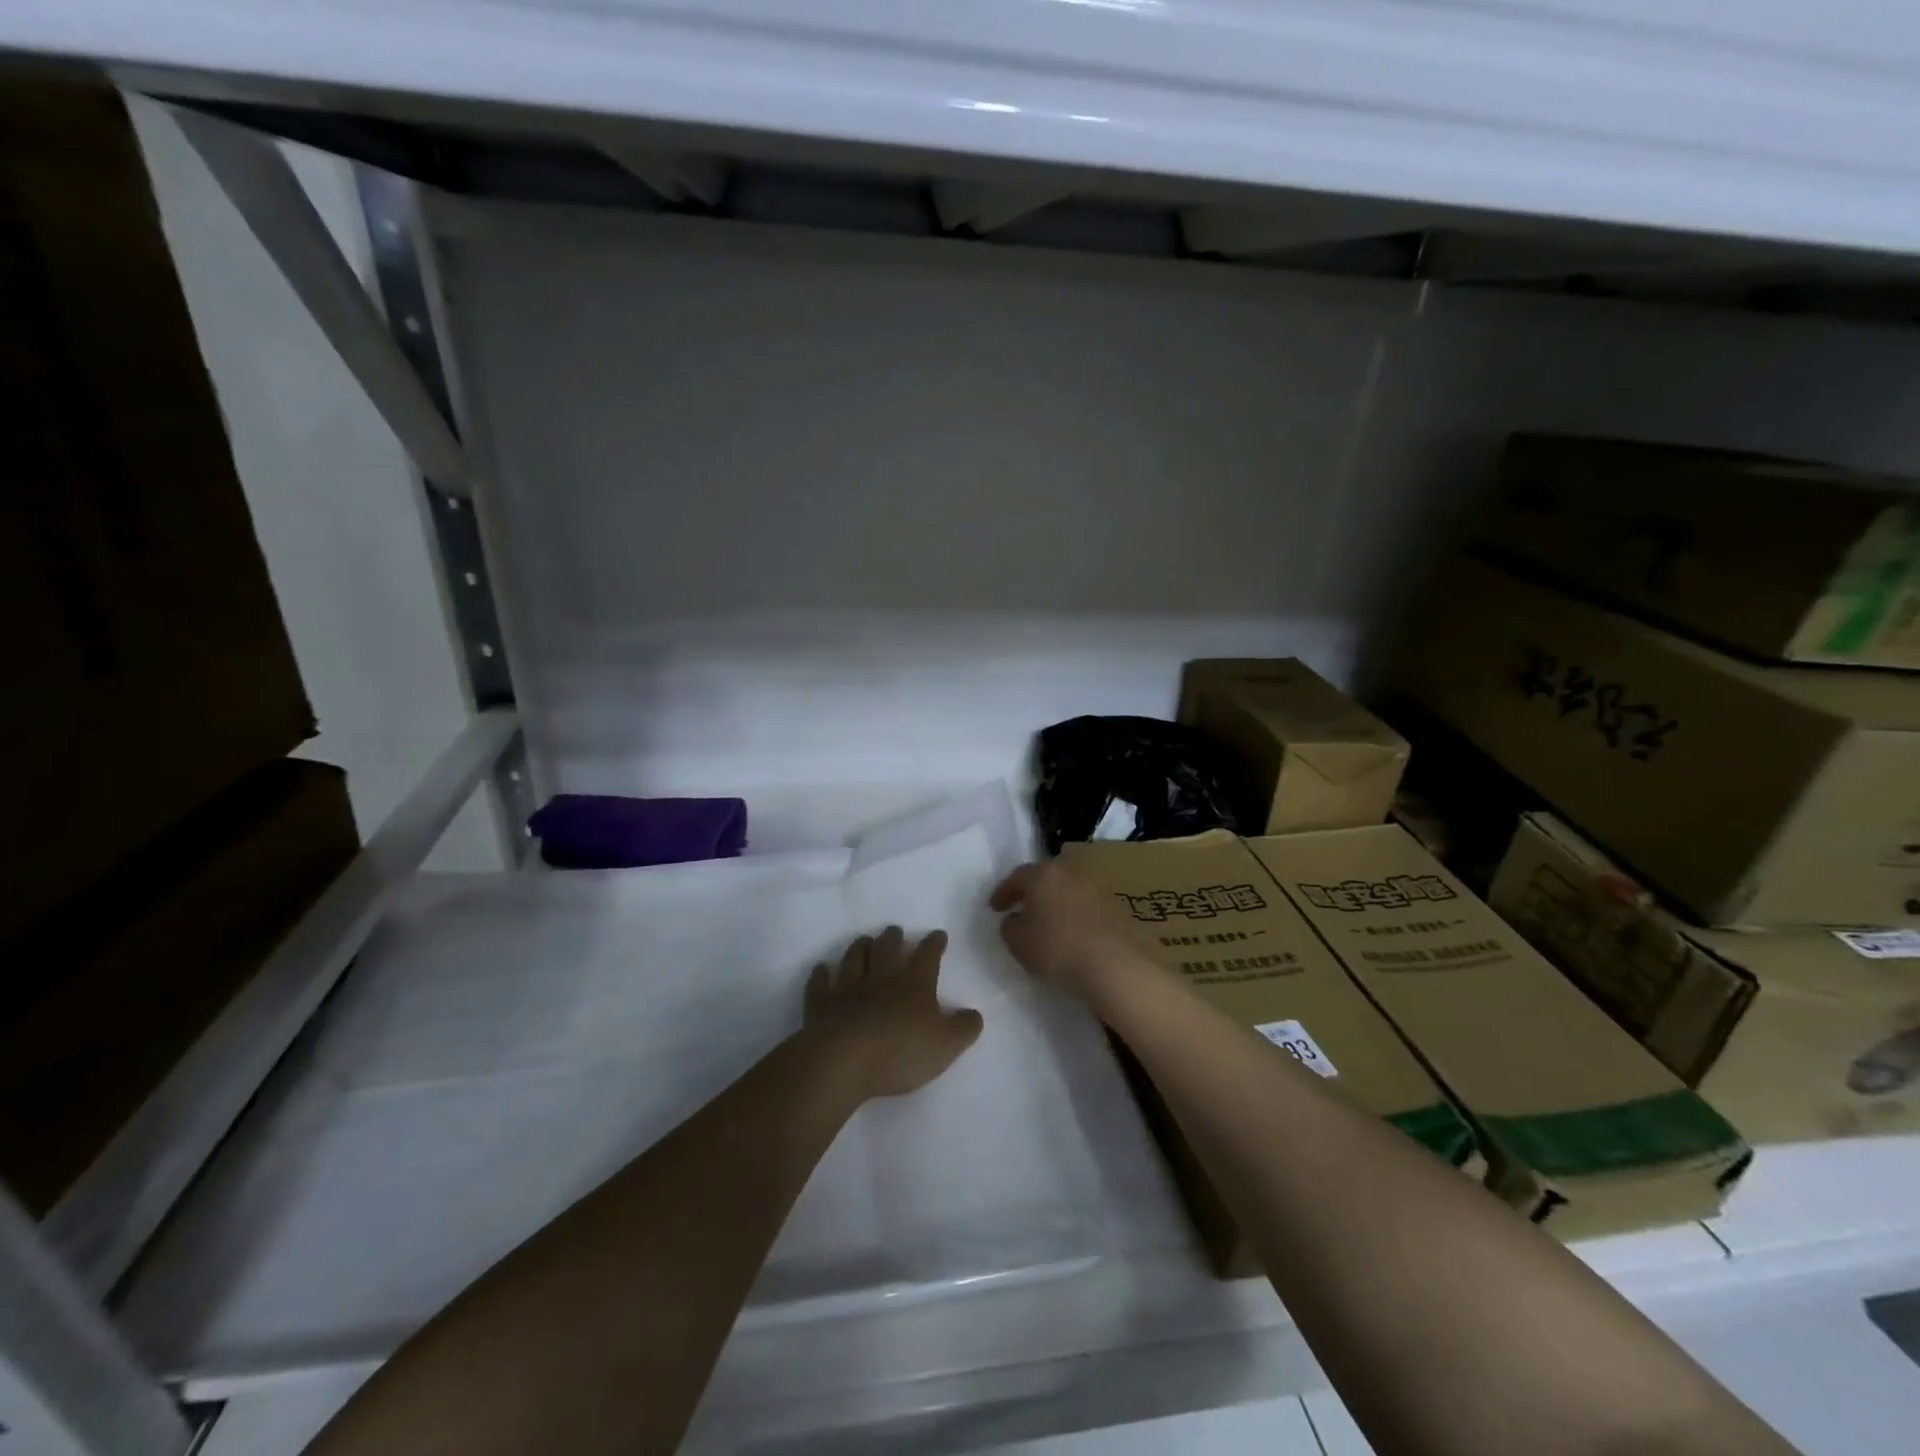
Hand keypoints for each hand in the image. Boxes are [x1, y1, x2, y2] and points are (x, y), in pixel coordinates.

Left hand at [803, 927, 982, 1100]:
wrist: (843, 1061)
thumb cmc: (900, 1052)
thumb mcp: (946, 1045)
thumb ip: (964, 1028)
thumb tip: (974, 1014)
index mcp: (914, 984)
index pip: (927, 955)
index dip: (934, 943)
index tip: (938, 934)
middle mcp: (881, 977)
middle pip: (887, 948)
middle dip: (893, 937)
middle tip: (895, 931)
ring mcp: (848, 988)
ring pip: (855, 958)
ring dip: (860, 947)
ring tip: (864, 940)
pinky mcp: (822, 1004)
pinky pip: (820, 984)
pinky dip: (821, 975)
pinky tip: (822, 969)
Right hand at [989, 860, 1145, 1001]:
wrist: (1113, 963)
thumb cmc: (1057, 948)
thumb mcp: (1018, 943)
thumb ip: (1009, 927)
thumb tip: (1013, 920)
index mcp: (1042, 875)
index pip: (1016, 877)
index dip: (1003, 892)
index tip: (995, 908)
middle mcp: (1070, 873)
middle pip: (1045, 878)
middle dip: (1032, 892)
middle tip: (1022, 908)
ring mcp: (1096, 888)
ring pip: (1068, 891)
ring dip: (1056, 903)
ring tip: (1049, 923)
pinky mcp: (1115, 907)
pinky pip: (1086, 906)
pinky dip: (1076, 915)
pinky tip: (1073, 933)